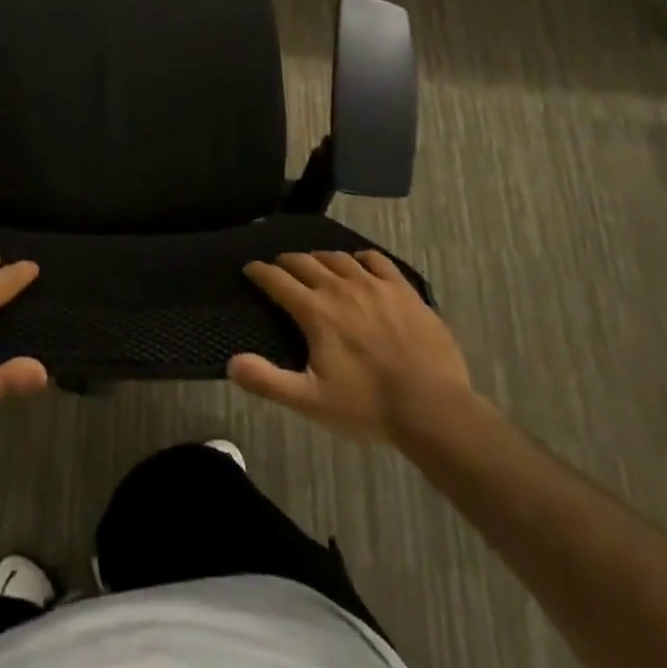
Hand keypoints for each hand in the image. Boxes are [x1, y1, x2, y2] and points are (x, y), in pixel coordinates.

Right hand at [230, 250, 476, 444]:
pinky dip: (359, 258)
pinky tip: (358, 264)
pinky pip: (376, 260)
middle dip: (286, 262)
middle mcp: (340, 288)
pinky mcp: (403, 290)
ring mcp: (374, 285)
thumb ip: (268, 382)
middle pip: (305, 262)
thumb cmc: (369, 406)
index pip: (277, 280)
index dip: (259, 272)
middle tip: (278, 267)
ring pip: (338, 258)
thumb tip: (231, 363)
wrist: (435, 409)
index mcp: (315, 311)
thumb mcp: (311, 402)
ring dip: (319, 258)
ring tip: (314, 264)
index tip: (249, 269)